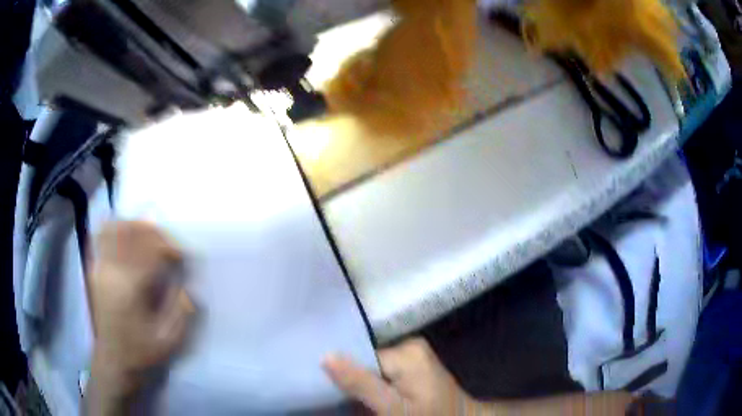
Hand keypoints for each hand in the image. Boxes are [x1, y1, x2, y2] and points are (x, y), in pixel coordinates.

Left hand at [87, 221, 193, 406]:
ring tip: (149, 237)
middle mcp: (111, 269)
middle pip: (132, 232)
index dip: (169, 247)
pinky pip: (102, 236)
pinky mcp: (94, 268)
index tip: (181, 256)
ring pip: (115, 228)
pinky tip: (126, 236)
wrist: (113, 359)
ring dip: (134, 227)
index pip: (150, 249)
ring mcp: (99, 266)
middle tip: (167, 246)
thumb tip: (186, 285)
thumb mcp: (168, 340)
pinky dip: (115, 229)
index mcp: (130, 287)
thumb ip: (180, 311)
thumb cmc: (141, 351)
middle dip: (154, 233)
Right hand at [324, 338, 476, 414]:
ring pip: (373, 369)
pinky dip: (376, 387)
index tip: (328, 390)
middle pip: (366, 362)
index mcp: (406, 351)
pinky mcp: (414, 366)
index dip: (343, 375)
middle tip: (345, 399)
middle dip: (354, 381)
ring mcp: (413, 356)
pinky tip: (373, 399)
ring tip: (358, 402)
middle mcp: (409, 345)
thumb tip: (325, 356)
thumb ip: (360, 384)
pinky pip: (384, 373)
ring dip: (364, 386)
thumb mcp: (393, 408)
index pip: (359, 357)